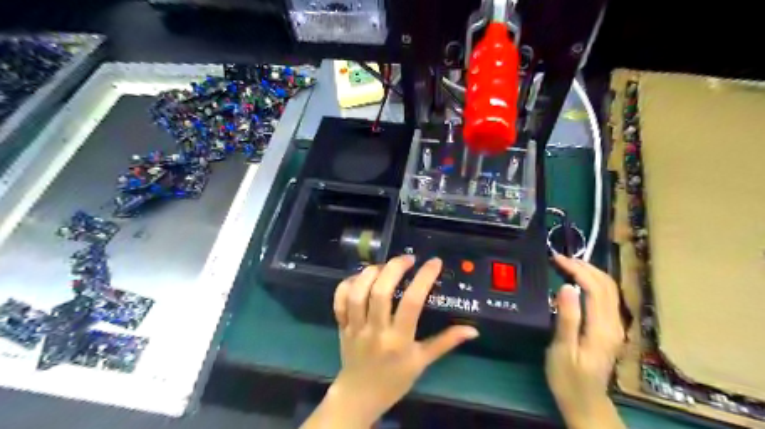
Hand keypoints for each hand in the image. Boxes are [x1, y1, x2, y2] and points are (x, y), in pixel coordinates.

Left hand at [304, 256, 475, 427]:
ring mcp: (355, 327)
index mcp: (399, 340)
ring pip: (357, 292)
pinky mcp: (341, 325)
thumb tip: (473, 330)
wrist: (360, 396)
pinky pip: (339, 300)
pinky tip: (360, 278)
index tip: (434, 262)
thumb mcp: (422, 362)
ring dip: (371, 273)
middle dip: (394, 268)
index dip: (424, 278)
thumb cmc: (395, 379)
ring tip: (384, 266)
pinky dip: (347, 284)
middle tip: (407, 259)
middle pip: (380, 291)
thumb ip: (446, 342)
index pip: (412, 302)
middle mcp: (375, 330)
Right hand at [550, 255, 627, 428]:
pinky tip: (579, 281)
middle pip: (607, 285)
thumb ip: (567, 318)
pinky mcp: (610, 329)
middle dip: (584, 267)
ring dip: (590, 272)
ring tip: (567, 264)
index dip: (576, 270)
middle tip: (560, 258)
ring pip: (610, 289)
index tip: (556, 259)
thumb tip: (566, 287)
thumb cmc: (568, 377)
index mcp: (601, 328)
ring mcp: (615, 326)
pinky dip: (593, 283)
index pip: (594, 288)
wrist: (585, 402)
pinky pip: (607, 297)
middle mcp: (614, 324)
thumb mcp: (562, 349)